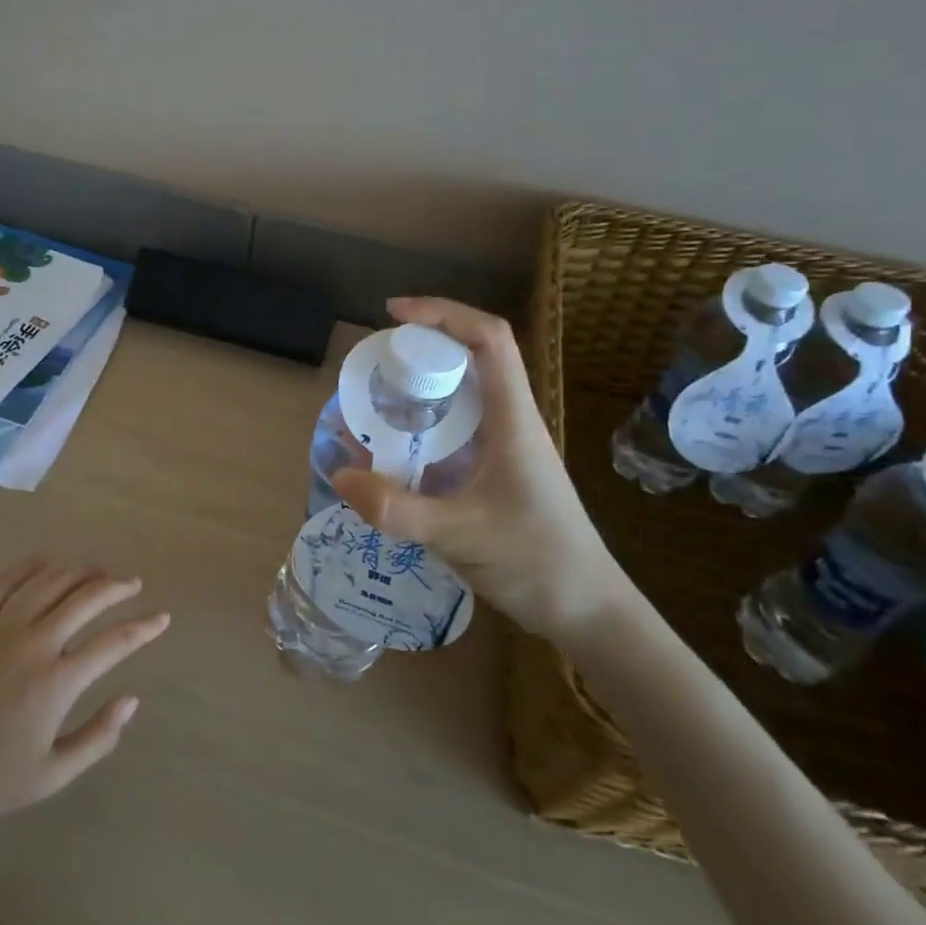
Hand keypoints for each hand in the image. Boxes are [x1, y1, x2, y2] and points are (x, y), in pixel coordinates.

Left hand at [0, 557, 169, 828]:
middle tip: (132, 584)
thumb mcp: (50, 776)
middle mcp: (34, 643)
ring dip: (81, 570)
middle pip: (87, 597)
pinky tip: (49, 563)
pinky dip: (34, 565)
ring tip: (97, 572)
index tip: (162, 618)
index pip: (115, 642)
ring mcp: (0, 625)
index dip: (144, 627)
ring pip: (51, 580)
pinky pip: (8, 579)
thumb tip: (131, 700)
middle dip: (117, 586)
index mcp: (57, 682)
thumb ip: (98, 738)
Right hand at [332, 297, 637, 646]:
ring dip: (416, 392)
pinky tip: (386, 453)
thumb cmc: (537, 561)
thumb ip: (397, 508)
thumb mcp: (460, 534)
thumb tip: (339, 474)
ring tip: (369, 403)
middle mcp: (508, 423)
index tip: (394, 313)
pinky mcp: (491, 474)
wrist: (586, 611)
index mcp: (512, 419)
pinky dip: (417, 432)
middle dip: (420, 350)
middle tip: (372, 364)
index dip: (443, 313)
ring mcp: (501, 449)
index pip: (488, 339)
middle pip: (470, 360)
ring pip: (458, 399)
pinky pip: (450, 436)